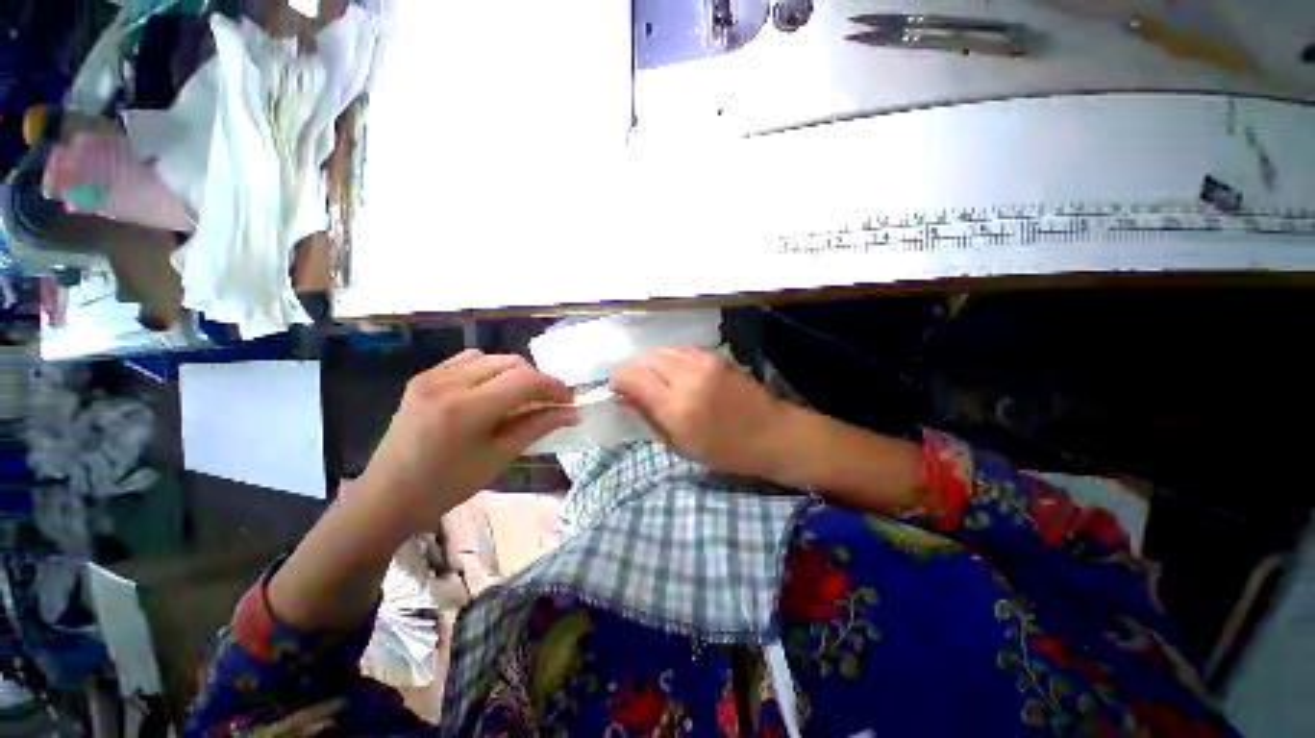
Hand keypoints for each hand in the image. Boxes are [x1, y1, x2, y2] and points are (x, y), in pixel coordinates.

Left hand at [358, 350, 577, 534]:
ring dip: (515, 373)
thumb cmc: (447, 486)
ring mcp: (432, 376)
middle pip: (512, 363)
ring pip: (493, 358)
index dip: (554, 387)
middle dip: (537, 380)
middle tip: (547, 402)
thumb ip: (537, 427)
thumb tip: (570, 413)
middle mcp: (449, 383)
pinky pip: (468, 360)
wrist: (387, 496)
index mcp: (468, 409)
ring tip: (520, 397)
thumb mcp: (499, 458)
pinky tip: (490, 390)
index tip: (568, 401)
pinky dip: (489, 369)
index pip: (526, 380)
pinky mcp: (423, 377)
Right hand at [613, 347, 793, 478]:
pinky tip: (672, 372)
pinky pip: (681, 350)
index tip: (617, 390)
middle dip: (632, 369)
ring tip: (650, 379)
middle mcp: (688, 376)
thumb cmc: (726, 451)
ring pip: (662, 350)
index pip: (633, 376)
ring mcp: (704, 362)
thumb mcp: (681, 444)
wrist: (772, 433)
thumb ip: (649, 416)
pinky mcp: (716, 356)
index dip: (619, 380)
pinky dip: (669, 358)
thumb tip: (625, 396)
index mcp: (677, 406)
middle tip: (631, 385)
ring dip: (649, 362)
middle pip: (645, 358)